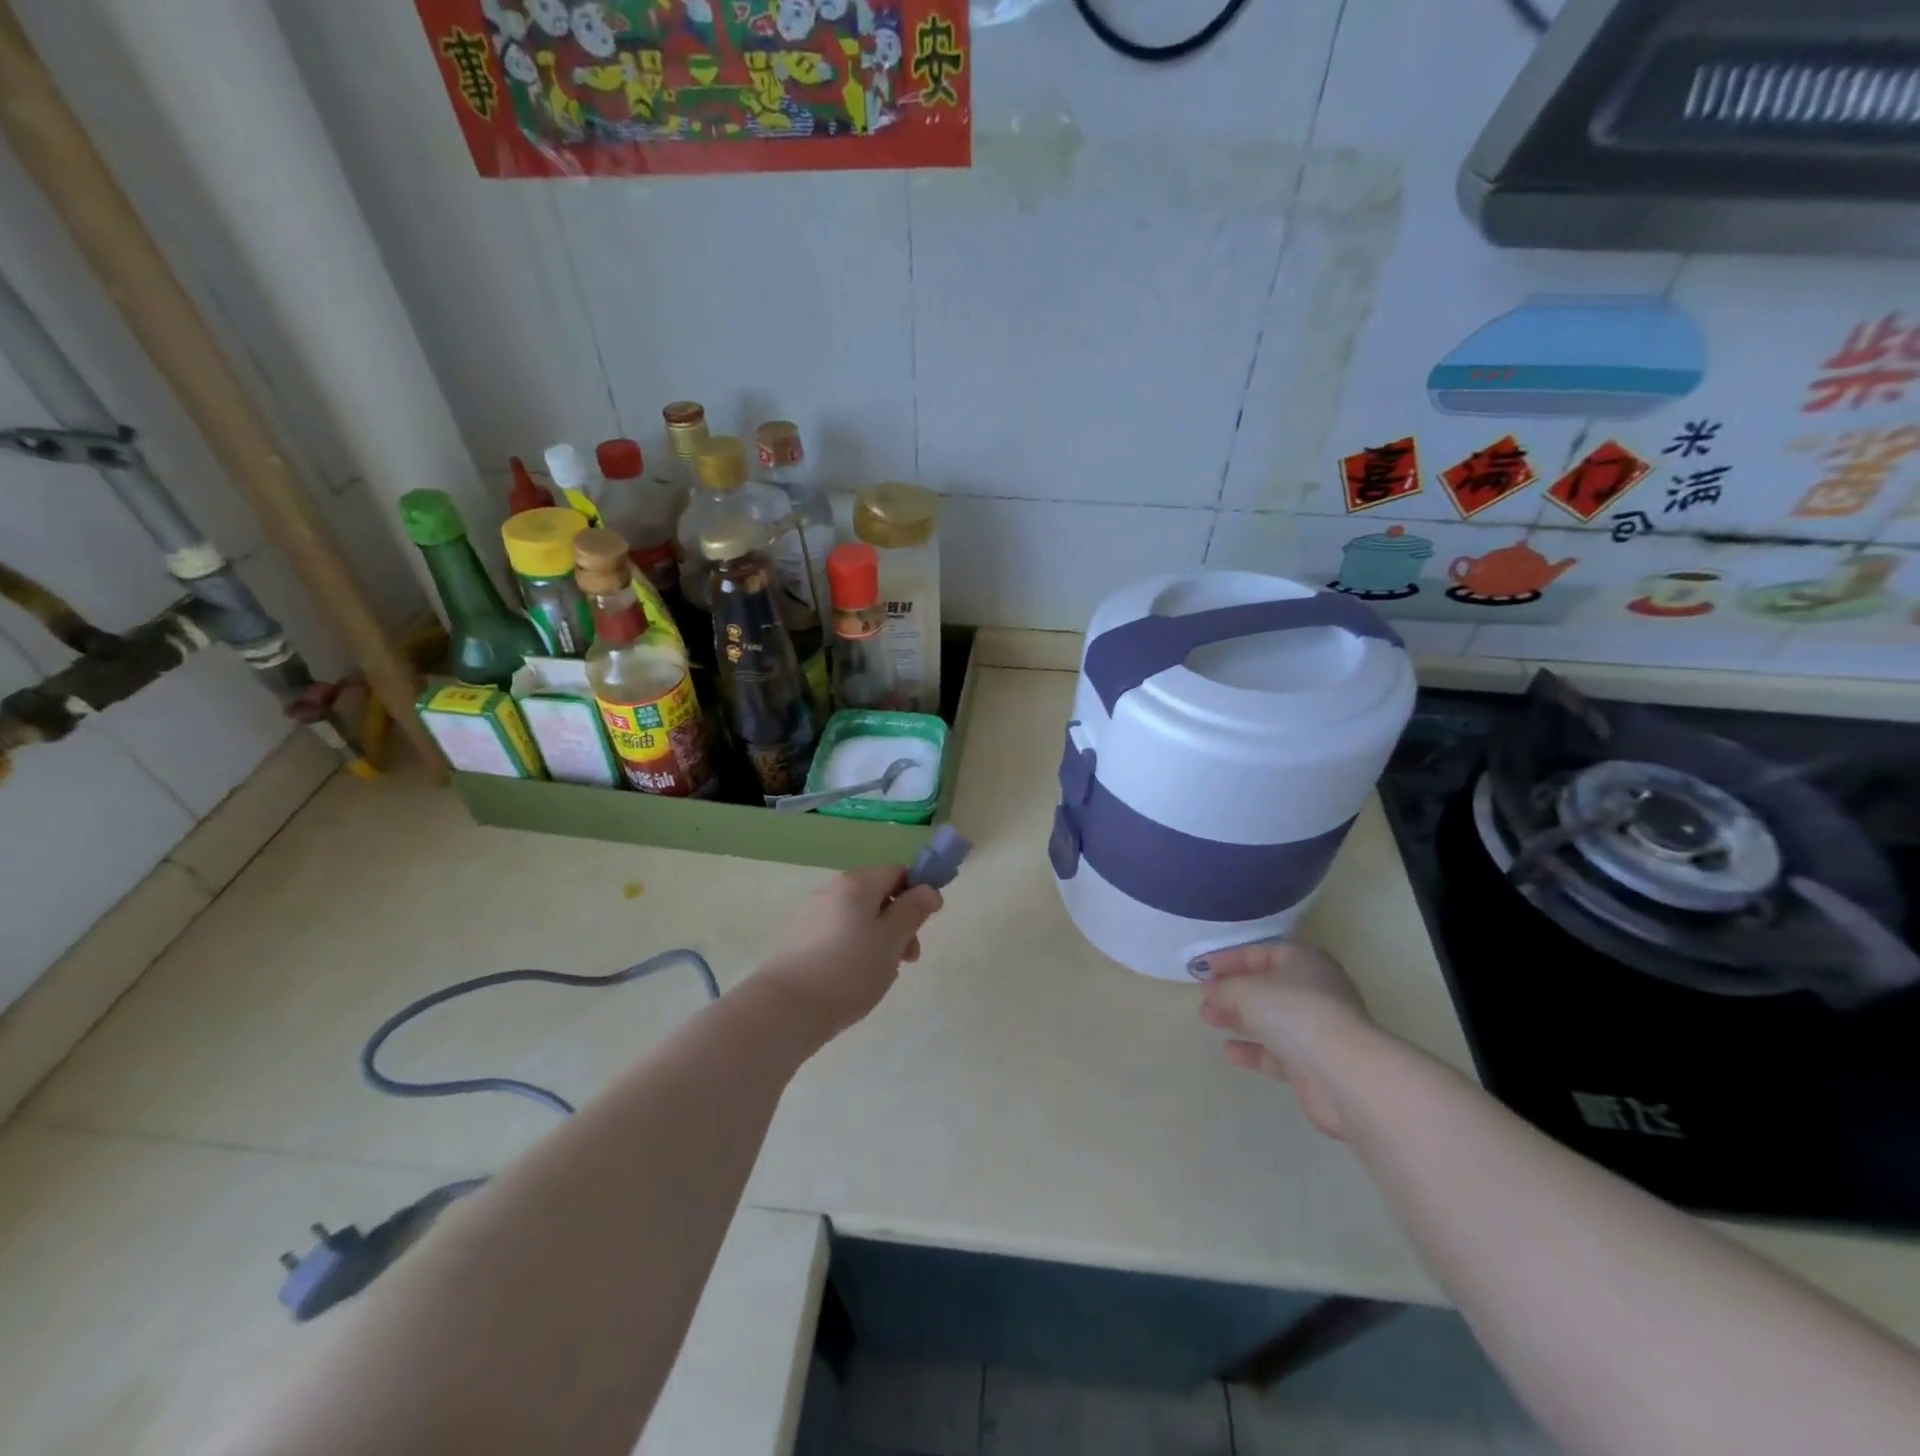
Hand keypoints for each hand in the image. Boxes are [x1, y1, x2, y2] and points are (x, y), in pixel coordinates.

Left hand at [756, 865, 942, 1036]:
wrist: (787, 1008)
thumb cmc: (849, 969)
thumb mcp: (892, 940)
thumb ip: (914, 911)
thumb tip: (928, 889)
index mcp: (857, 883)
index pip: (898, 872)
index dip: (918, 894)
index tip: (925, 925)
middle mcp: (832, 890)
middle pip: (877, 896)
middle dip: (899, 923)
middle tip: (908, 959)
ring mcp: (812, 915)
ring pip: (858, 919)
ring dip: (878, 940)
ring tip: (881, 975)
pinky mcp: (799, 940)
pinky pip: (838, 935)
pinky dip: (854, 950)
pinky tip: (854, 980)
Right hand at [1197, 942, 1371, 1139]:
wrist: (1343, 1073)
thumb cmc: (1294, 1013)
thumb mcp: (1247, 990)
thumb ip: (1225, 988)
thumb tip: (1211, 990)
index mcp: (1305, 963)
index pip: (1263, 953)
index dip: (1231, 959)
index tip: (1203, 969)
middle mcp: (1315, 992)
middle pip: (1267, 987)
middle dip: (1233, 992)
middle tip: (1204, 998)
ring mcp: (1316, 1030)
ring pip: (1271, 1019)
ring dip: (1239, 1019)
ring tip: (1208, 1019)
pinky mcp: (1314, 1064)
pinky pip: (1277, 1052)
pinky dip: (1253, 1050)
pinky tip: (1229, 1052)